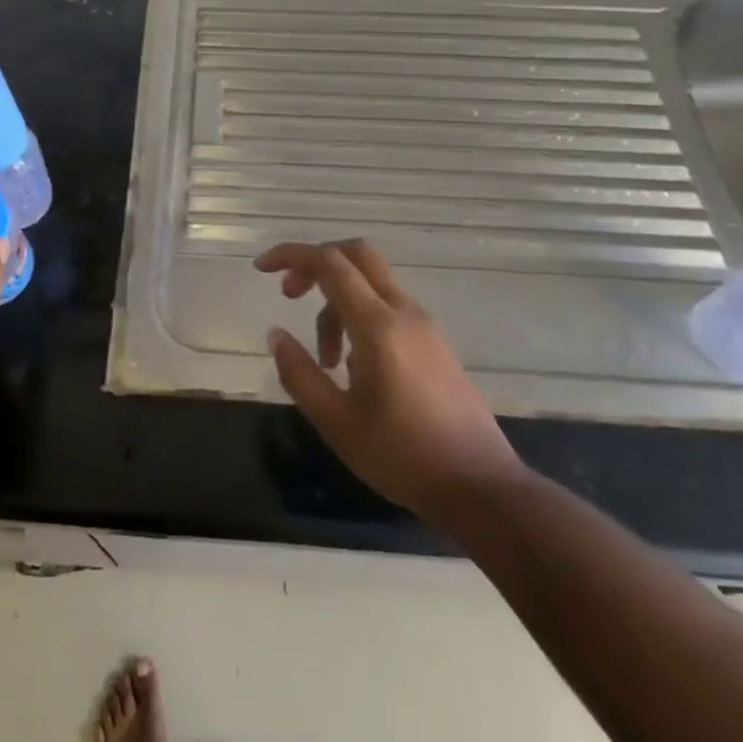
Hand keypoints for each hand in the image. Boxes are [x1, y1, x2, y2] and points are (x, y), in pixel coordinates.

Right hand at [259, 239, 525, 523]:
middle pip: (357, 254)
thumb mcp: (337, 422)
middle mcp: (404, 311)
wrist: (481, 487)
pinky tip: (354, 366)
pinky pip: (388, 305)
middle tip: (290, 295)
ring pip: (371, 283)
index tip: (261, 268)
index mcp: (378, 325)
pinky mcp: (434, 341)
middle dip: (316, 263)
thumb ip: (299, 373)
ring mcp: (424, 324)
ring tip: (325, 359)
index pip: (330, 263)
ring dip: (337, 301)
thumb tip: (276, 335)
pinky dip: (359, 314)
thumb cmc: (403, 457)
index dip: (291, 255)